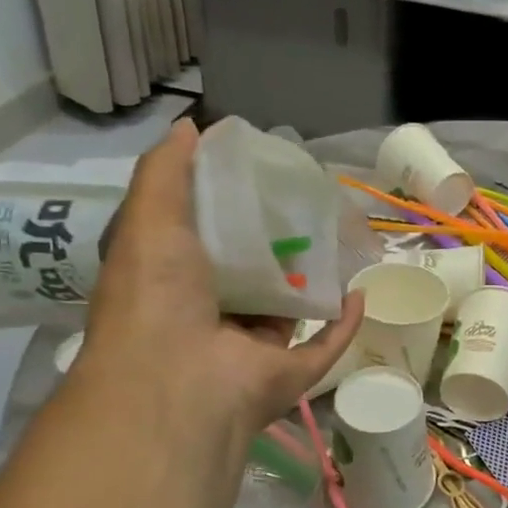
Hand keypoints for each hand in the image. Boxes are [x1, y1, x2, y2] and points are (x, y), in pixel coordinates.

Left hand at [76, 120, 361, 435]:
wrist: (180, 379)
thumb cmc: (156, 294)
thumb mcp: (148, 218)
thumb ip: (166, 172)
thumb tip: (190, 127)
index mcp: (173, 283)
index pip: (203, 242)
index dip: (227, 208)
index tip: (256, 177)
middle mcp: (212, 317)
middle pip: (252, 274)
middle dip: (276, 243)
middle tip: (306, 203)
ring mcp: (253, 349)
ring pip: (289, 309)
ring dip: (311, 280)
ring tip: (338, 238)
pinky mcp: (290, 372)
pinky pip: (324, 345)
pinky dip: (343, 322)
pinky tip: (359, 292)